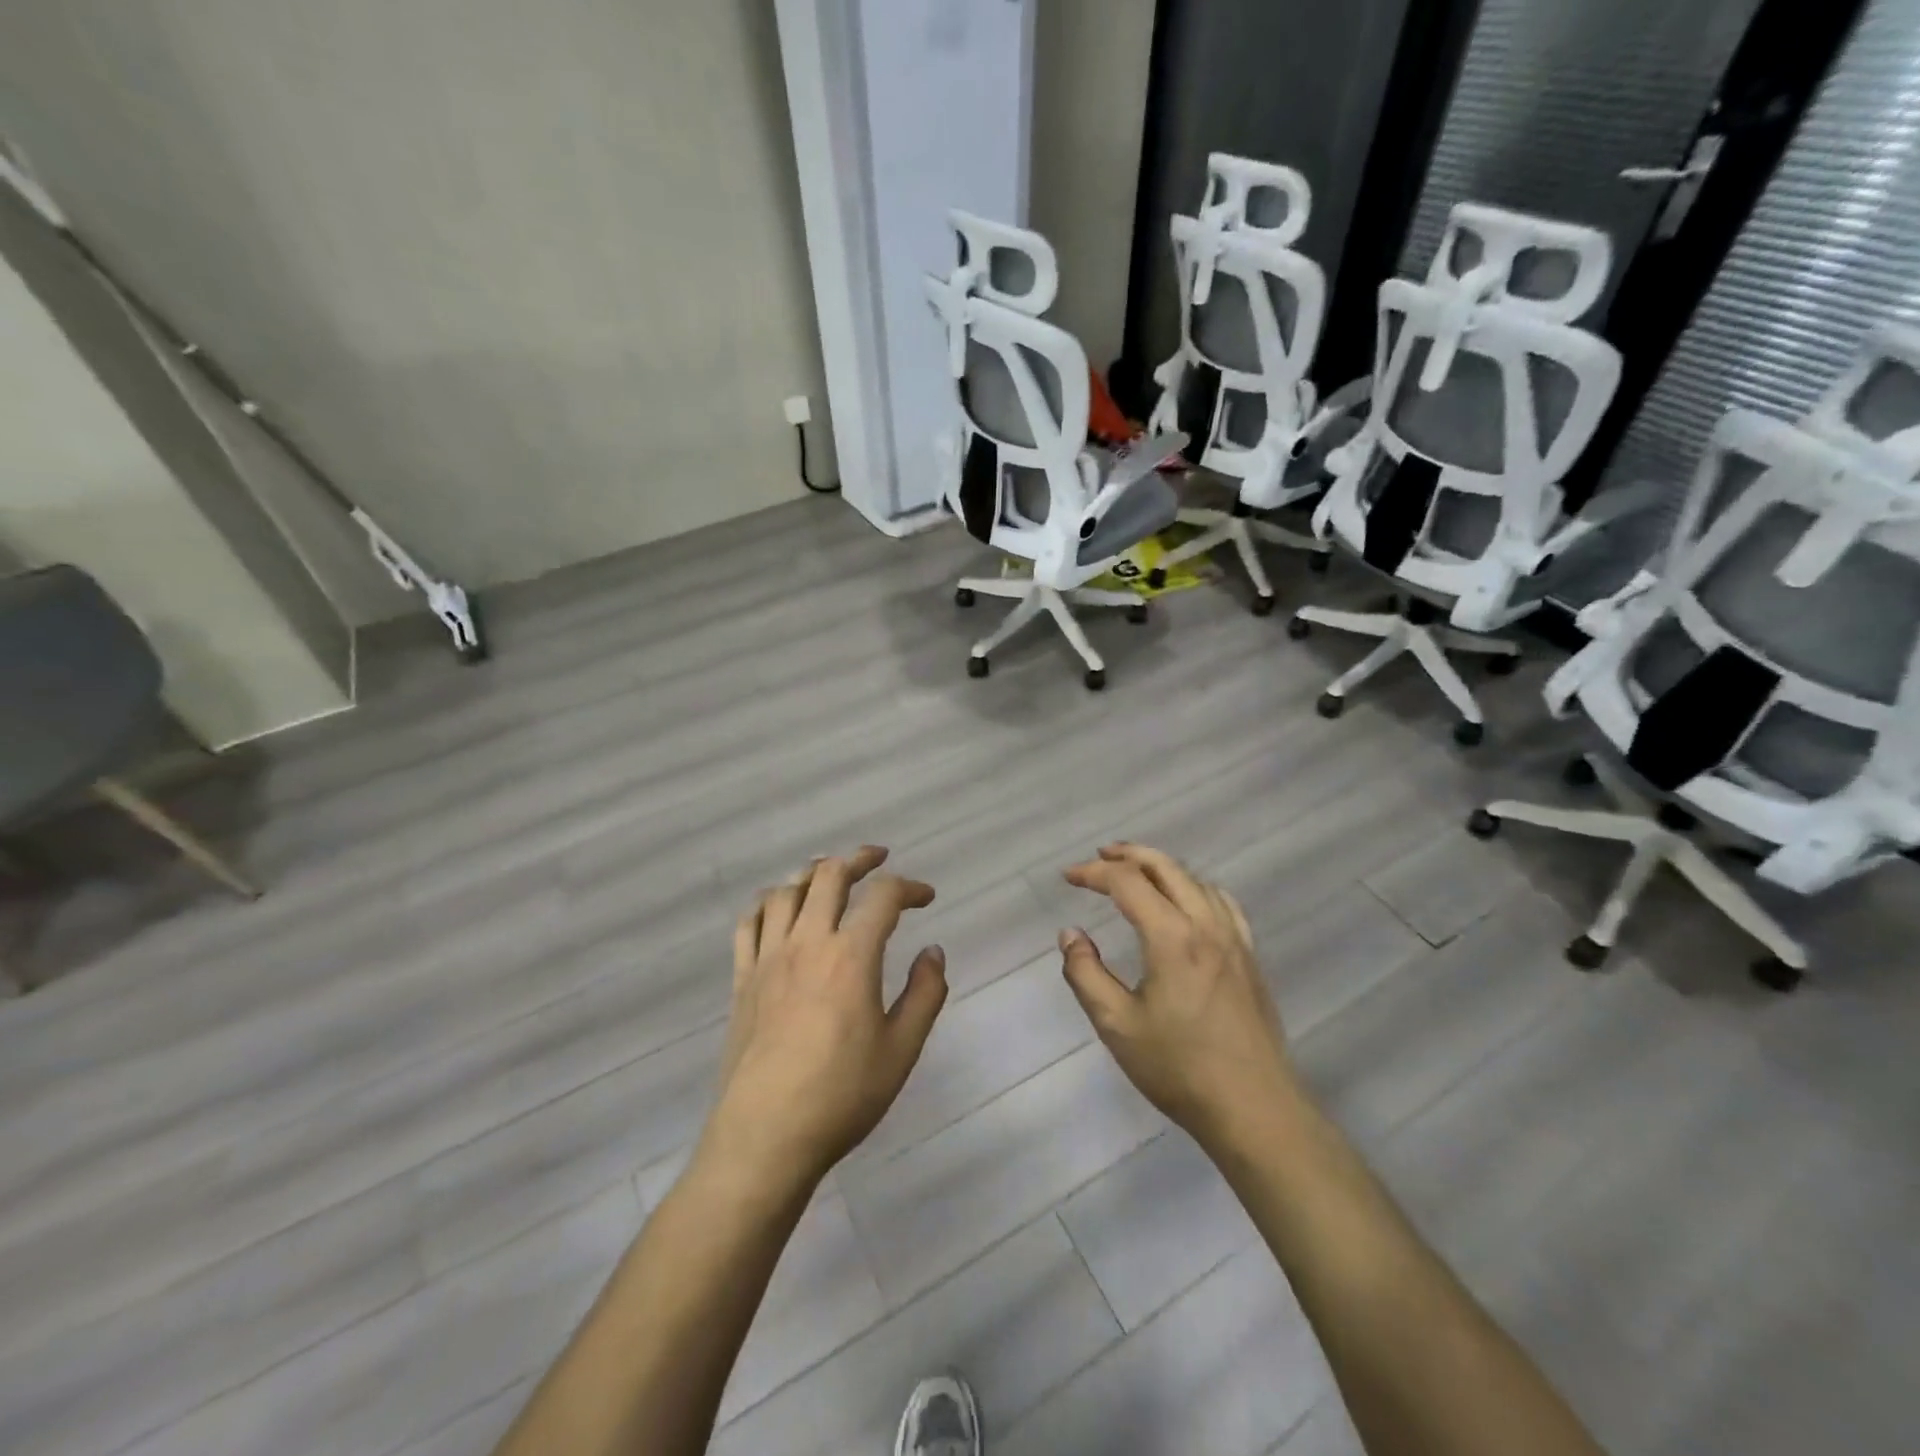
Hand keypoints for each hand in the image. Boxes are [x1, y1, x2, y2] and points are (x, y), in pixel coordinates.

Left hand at [704, 846, 947, 1190]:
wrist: (767, 1136)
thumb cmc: (842, 1094)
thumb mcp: (902, 1050)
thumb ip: (925, 994)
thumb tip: (933, 951)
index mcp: (851, 956)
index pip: (883, 898)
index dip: (909, 887)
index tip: (926, 897)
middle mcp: (807, 943)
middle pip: (829, 876)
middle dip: (859, 859)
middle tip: (878, 859)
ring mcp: (768, 958)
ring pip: (786, 891)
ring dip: (812, 873)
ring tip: (830, 874)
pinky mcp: (742, 978)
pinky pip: (749, 923)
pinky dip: (767, 902)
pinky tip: (779, 906)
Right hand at [1059, 843, 1297, 1150]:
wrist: (1253, 1108)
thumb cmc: (1178, 1067)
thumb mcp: (1116, 1024)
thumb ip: (1086, 973)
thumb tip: (1071, 935)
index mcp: (1171, 937)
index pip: (1127, 883)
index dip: (1093, 873)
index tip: (1067, 877)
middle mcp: (1206, 925)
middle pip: (1166, 867)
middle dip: (1129, 855)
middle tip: (1099, 856)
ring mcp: (1234, 939)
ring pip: (1195, 880)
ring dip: (1161, 867)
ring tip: (1136, 872)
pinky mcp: (1250, 957)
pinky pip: (1222, 902)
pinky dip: (1194, 887)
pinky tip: (1187, 900)